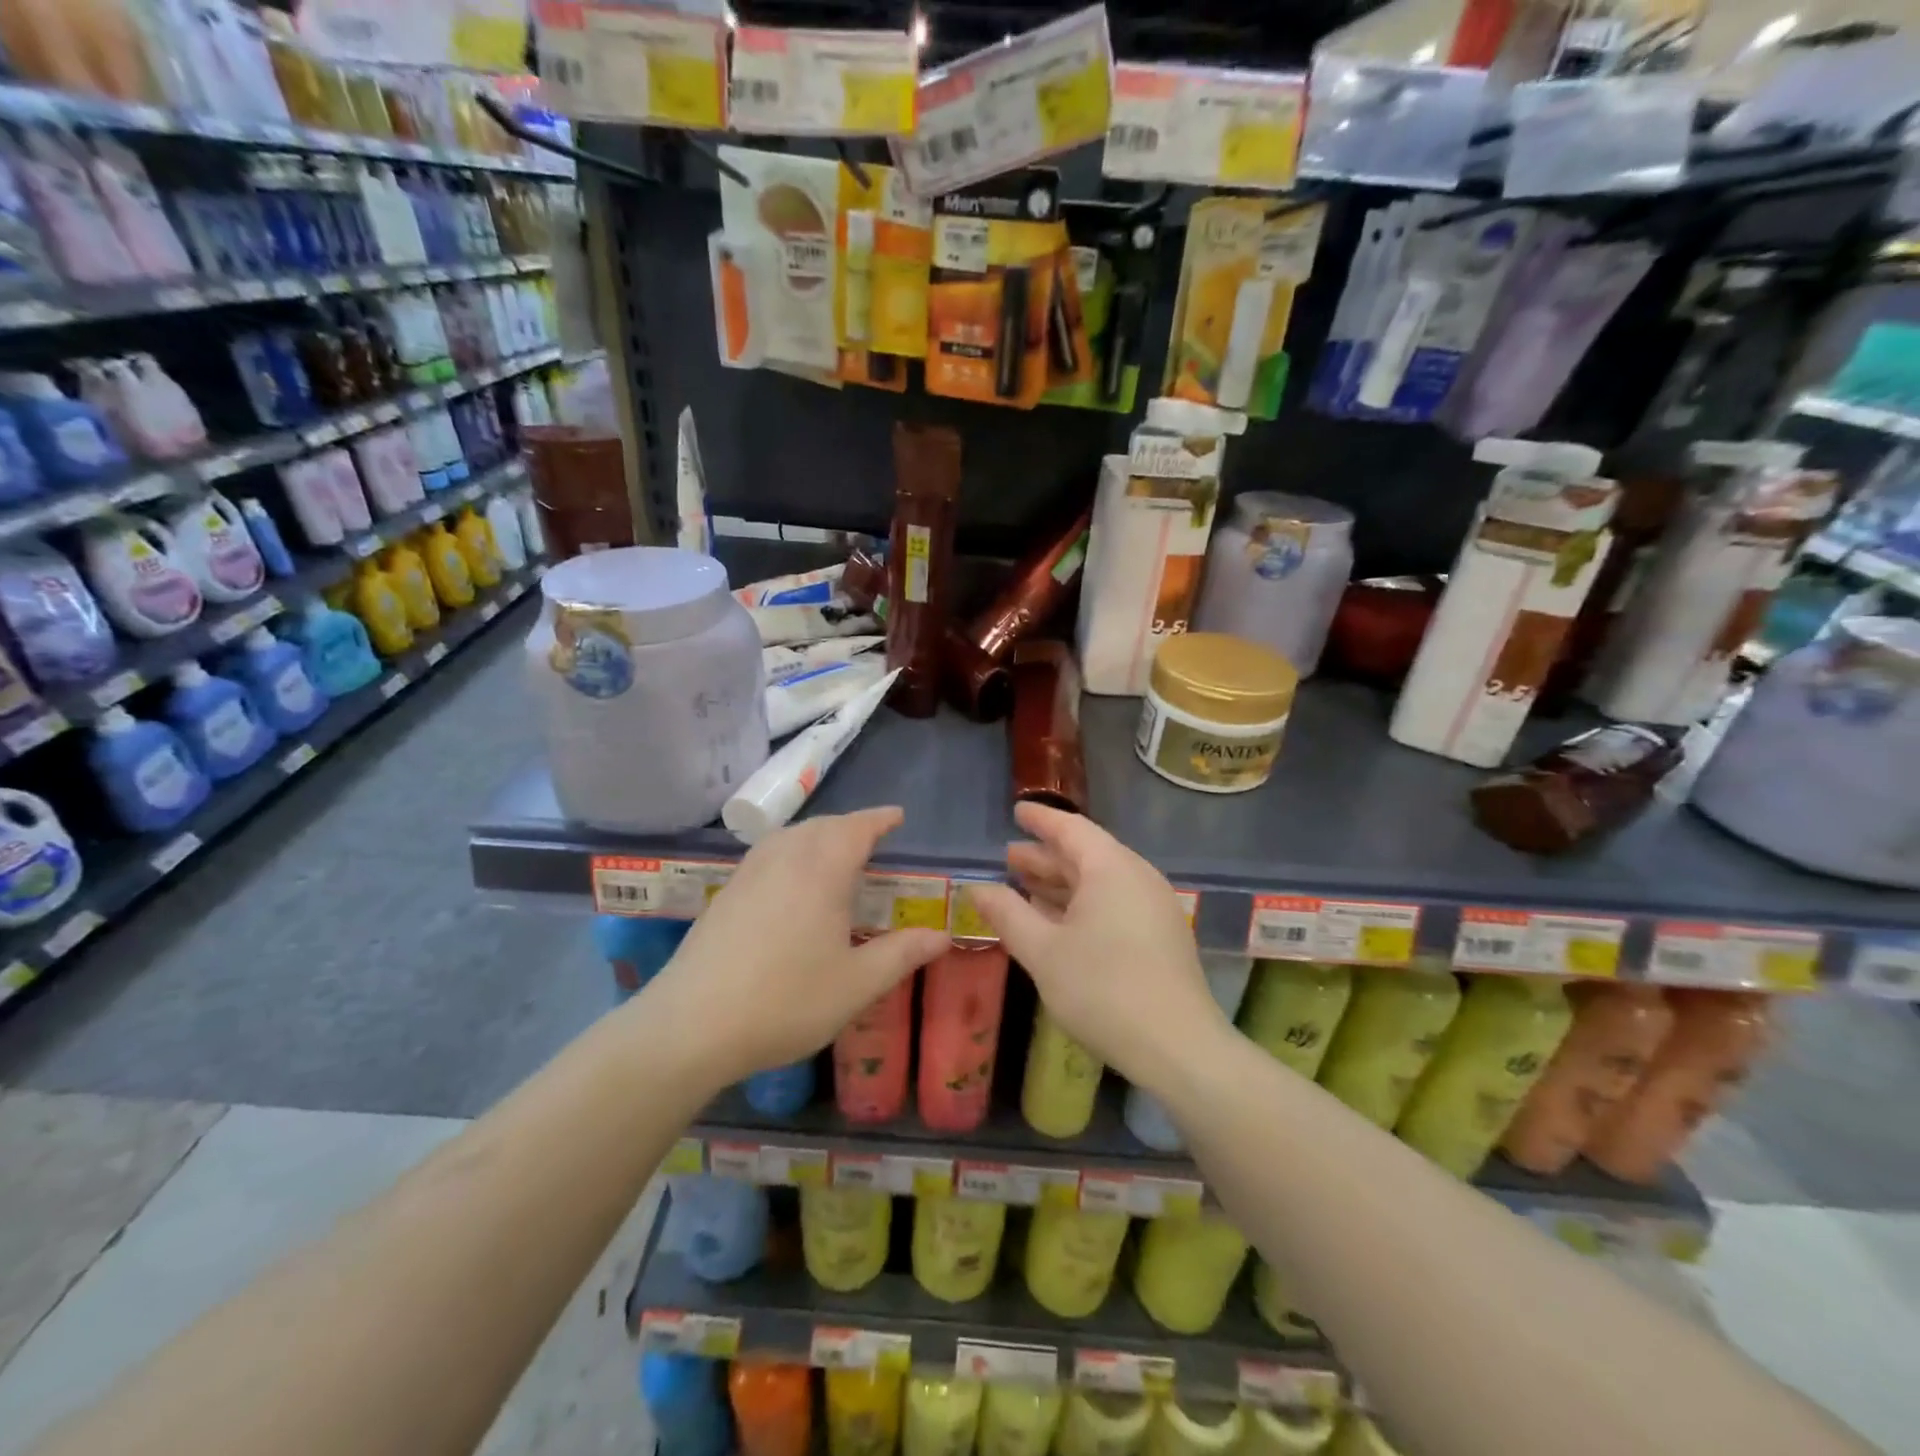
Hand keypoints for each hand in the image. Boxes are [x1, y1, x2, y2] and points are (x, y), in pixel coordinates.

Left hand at [645, 807, 948, 1085]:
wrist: (692, 1025)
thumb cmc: (785, 1001)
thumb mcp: (856, 985)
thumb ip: (901, 954)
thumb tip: (942, 935)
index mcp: (821, 871)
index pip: (856, 829)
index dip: (879, 819)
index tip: (898, 816)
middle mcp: (784, 859)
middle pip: (821, 826)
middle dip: (850, 825)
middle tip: (872, 838)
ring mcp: (748, 874)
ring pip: (790, 836)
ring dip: (817, 834)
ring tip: (833, 852)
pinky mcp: (725, 894)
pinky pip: (767, 853)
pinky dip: (790, 850)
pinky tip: (789, 880)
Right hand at [967, 804, 1224, 1090]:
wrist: (1178, 1047)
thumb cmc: (1103, 990)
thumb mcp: (1043, 952)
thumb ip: (1007, 914)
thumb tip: (976, 887)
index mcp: (1111, 869)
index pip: (1071, 829)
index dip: (1040, 820)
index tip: (1016, 811)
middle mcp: (1137, 877)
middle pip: (1086, 854)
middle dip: (1045, 856)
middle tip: (1009, 857)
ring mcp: (1153, 907)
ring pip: (1100, 882)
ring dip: (1061, 882)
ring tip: (1025, 886)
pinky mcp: (1160, 935)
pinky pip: (1114, 902)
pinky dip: (1081, 903)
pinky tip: (1058, 920)